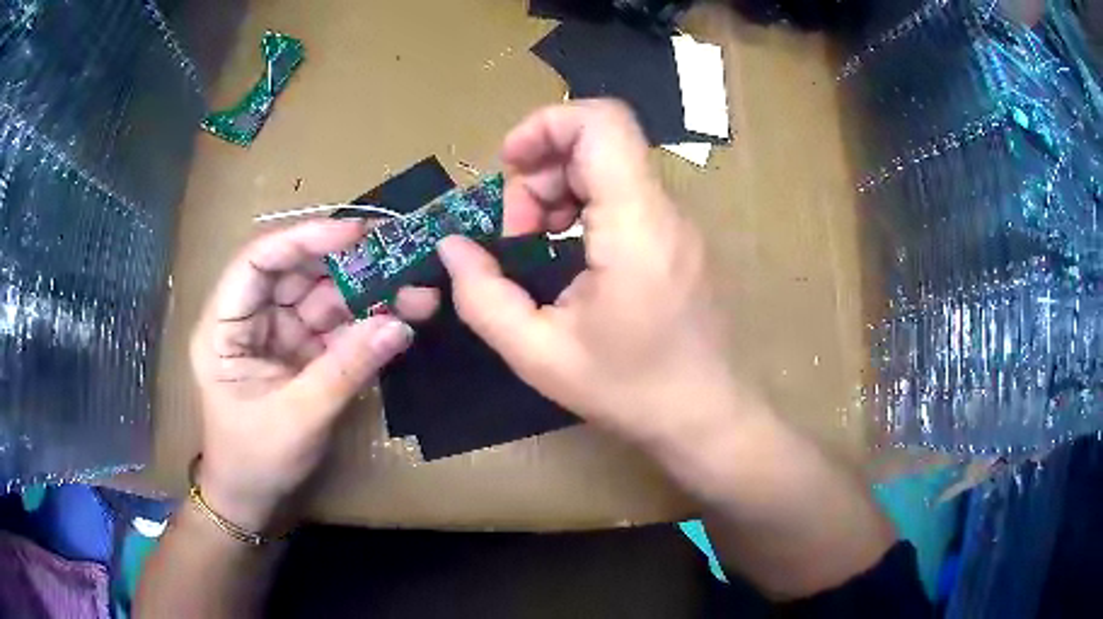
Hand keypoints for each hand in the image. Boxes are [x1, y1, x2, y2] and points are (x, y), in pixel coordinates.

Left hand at [189, 219, 423, 530]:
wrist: (255, 498)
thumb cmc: (257, 460)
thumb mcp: (299, 417)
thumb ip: (346, 369)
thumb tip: (400, 325)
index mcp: (224, 326)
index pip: (258, 261)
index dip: (303, 238)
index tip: (355, 232)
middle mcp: (250, 318)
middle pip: (297, 272)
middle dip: (349, 264)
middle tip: (402, 256)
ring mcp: (277, 333)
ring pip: (323, 295)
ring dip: (369, 292)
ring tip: (417, 292)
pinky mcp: (302, 351)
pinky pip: (337, 325)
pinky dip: (369, 321)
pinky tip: (402, 317)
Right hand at [438, 99, 751, 453]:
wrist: (706, 415)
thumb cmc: (631, 391)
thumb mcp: (540, 355)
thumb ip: (484, 297)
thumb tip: (453, 247)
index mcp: (635, 227)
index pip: (602, 123)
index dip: (546, 124)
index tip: (509, 165)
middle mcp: (663, 210)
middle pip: (597, 141)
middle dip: (540, 171)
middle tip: (516, 233)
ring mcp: (676, 222)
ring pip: (609, 164)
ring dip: (558, 189)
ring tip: (535, 244)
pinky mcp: (678, 237)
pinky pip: (624, 193)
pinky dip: (583, 205)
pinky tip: (566, 252)